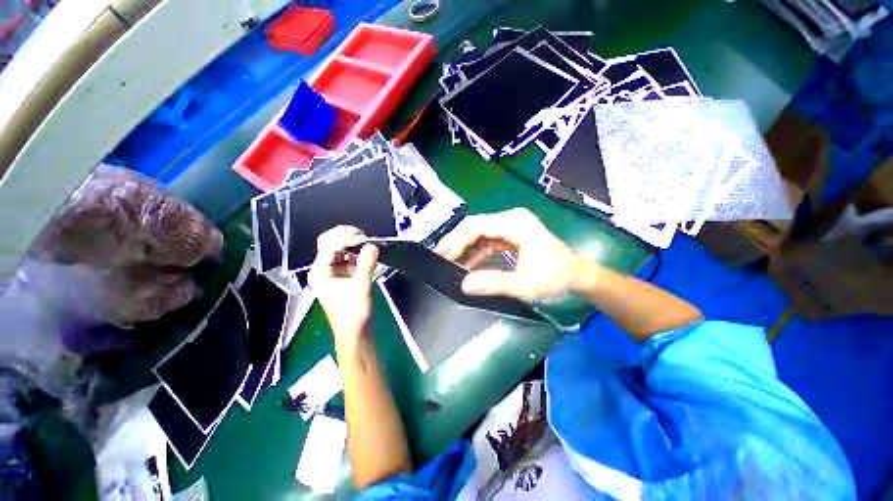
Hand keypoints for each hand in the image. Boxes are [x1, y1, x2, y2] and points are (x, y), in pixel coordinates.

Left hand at [308, 226, 378, 339]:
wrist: (356, 332)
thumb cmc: (353, 313)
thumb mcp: (361, 287)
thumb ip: (366, 264)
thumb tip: (373, 245)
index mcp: (320, 273)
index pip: (330, 247)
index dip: (347, 240)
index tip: (365, 240)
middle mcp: (324, 270)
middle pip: (329, 244)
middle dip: (345, 236)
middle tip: (363, 236)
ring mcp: (335, 272)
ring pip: (340, 249)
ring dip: (353, 243)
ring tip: (368, 242)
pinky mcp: (345, 276)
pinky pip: (350, 258)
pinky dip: (358, 253)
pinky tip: (368, 252)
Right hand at [435, 208, 579, 301]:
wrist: (577, 275)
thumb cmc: (555, 277)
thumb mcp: (525, 284)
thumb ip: (494, 283)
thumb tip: (463, 285)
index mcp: (515, 223)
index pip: (478, 226)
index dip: (458, 240)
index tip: (445, 257)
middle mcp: (511, 219)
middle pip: (475, 226)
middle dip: (456, 241)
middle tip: (439, 256)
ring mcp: (511, 226)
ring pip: (479, 233)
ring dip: (464, 247)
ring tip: (448, 262)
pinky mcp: (510, 235)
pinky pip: (487, 241)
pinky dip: (476, 252)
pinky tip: (467, 265)